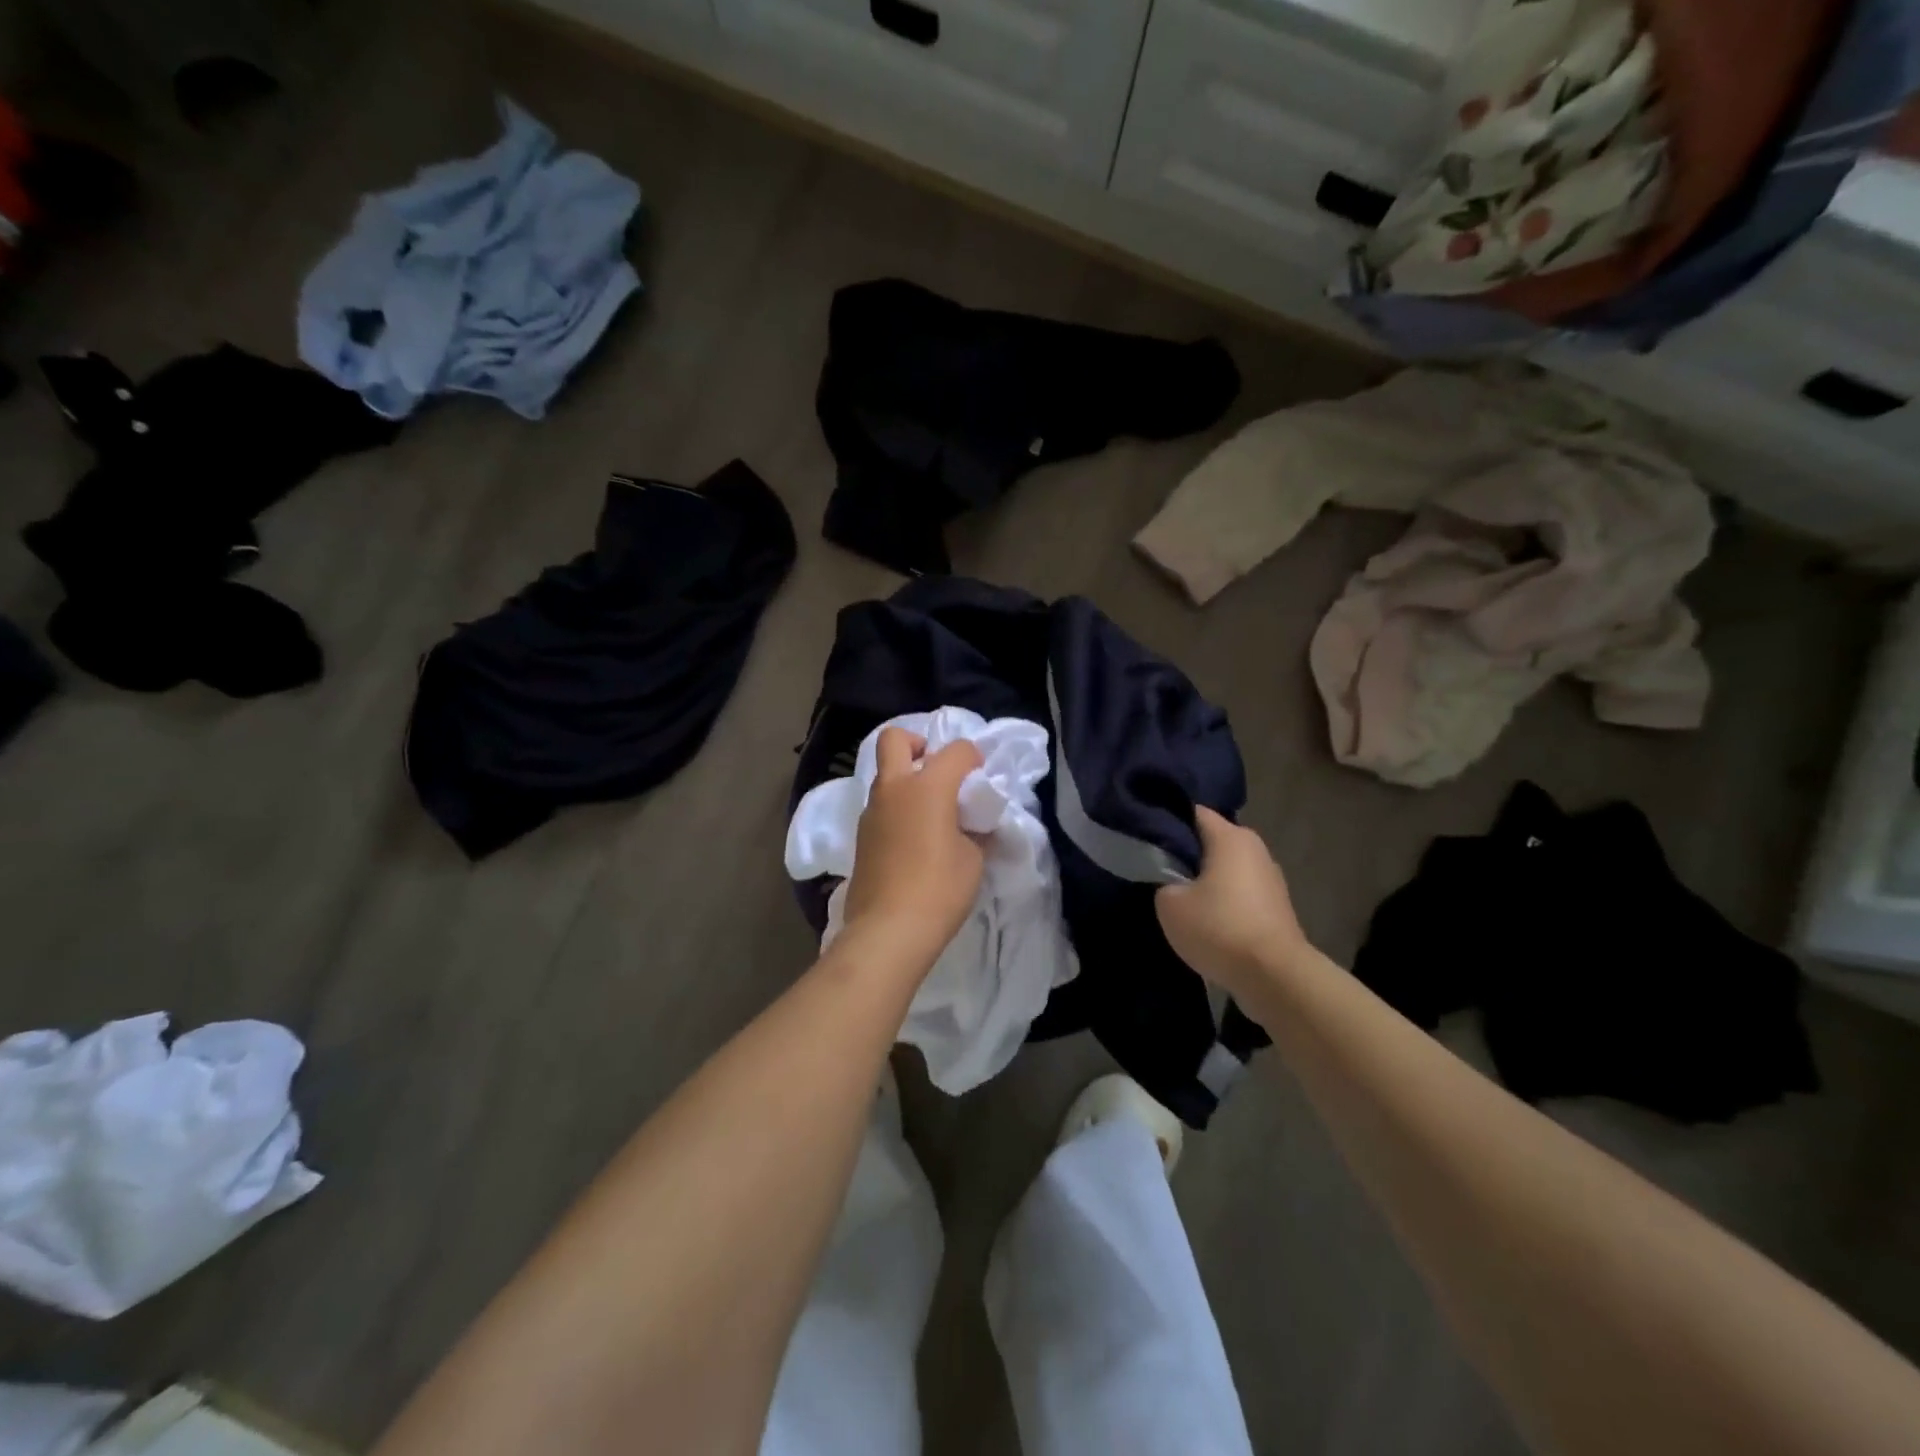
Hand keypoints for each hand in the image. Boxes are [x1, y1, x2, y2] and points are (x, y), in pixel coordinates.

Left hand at [837, 728, 986, 976]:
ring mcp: (872, 812)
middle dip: (918, 744)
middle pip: (895, 739)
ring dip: (906, 781)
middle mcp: (894, 789)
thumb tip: (970, 827)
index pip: (955, 751)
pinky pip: (881, 807)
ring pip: (885, 776)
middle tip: (937, 771)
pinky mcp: (861, 836)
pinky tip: (914, 839)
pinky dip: (897, 809)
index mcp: (928, 786)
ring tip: (930, 814)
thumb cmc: (940, 889)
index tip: (980, 776)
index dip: (973, 757)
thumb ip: (973, 832)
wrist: (888, 930)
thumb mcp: (973, 859)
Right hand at [1156, 807, 1310, 996]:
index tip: (1145, 835)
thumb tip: (1172, 881)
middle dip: (1187, 852)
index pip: (1193, 812)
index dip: (1167, 820)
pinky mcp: (1277, 907)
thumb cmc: (1219, 928)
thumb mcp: (1169, 904)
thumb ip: (1163, 881)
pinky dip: (1224, 900)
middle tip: (1157, 868)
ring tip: (1180, 897)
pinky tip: (1206, 919)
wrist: (1274, 977)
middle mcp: (1255, 849)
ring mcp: (1271, 878)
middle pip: (1212, 840)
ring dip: (1206, 879)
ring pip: (1227, 868)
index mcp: (1231, 837)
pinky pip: (1240, 892)